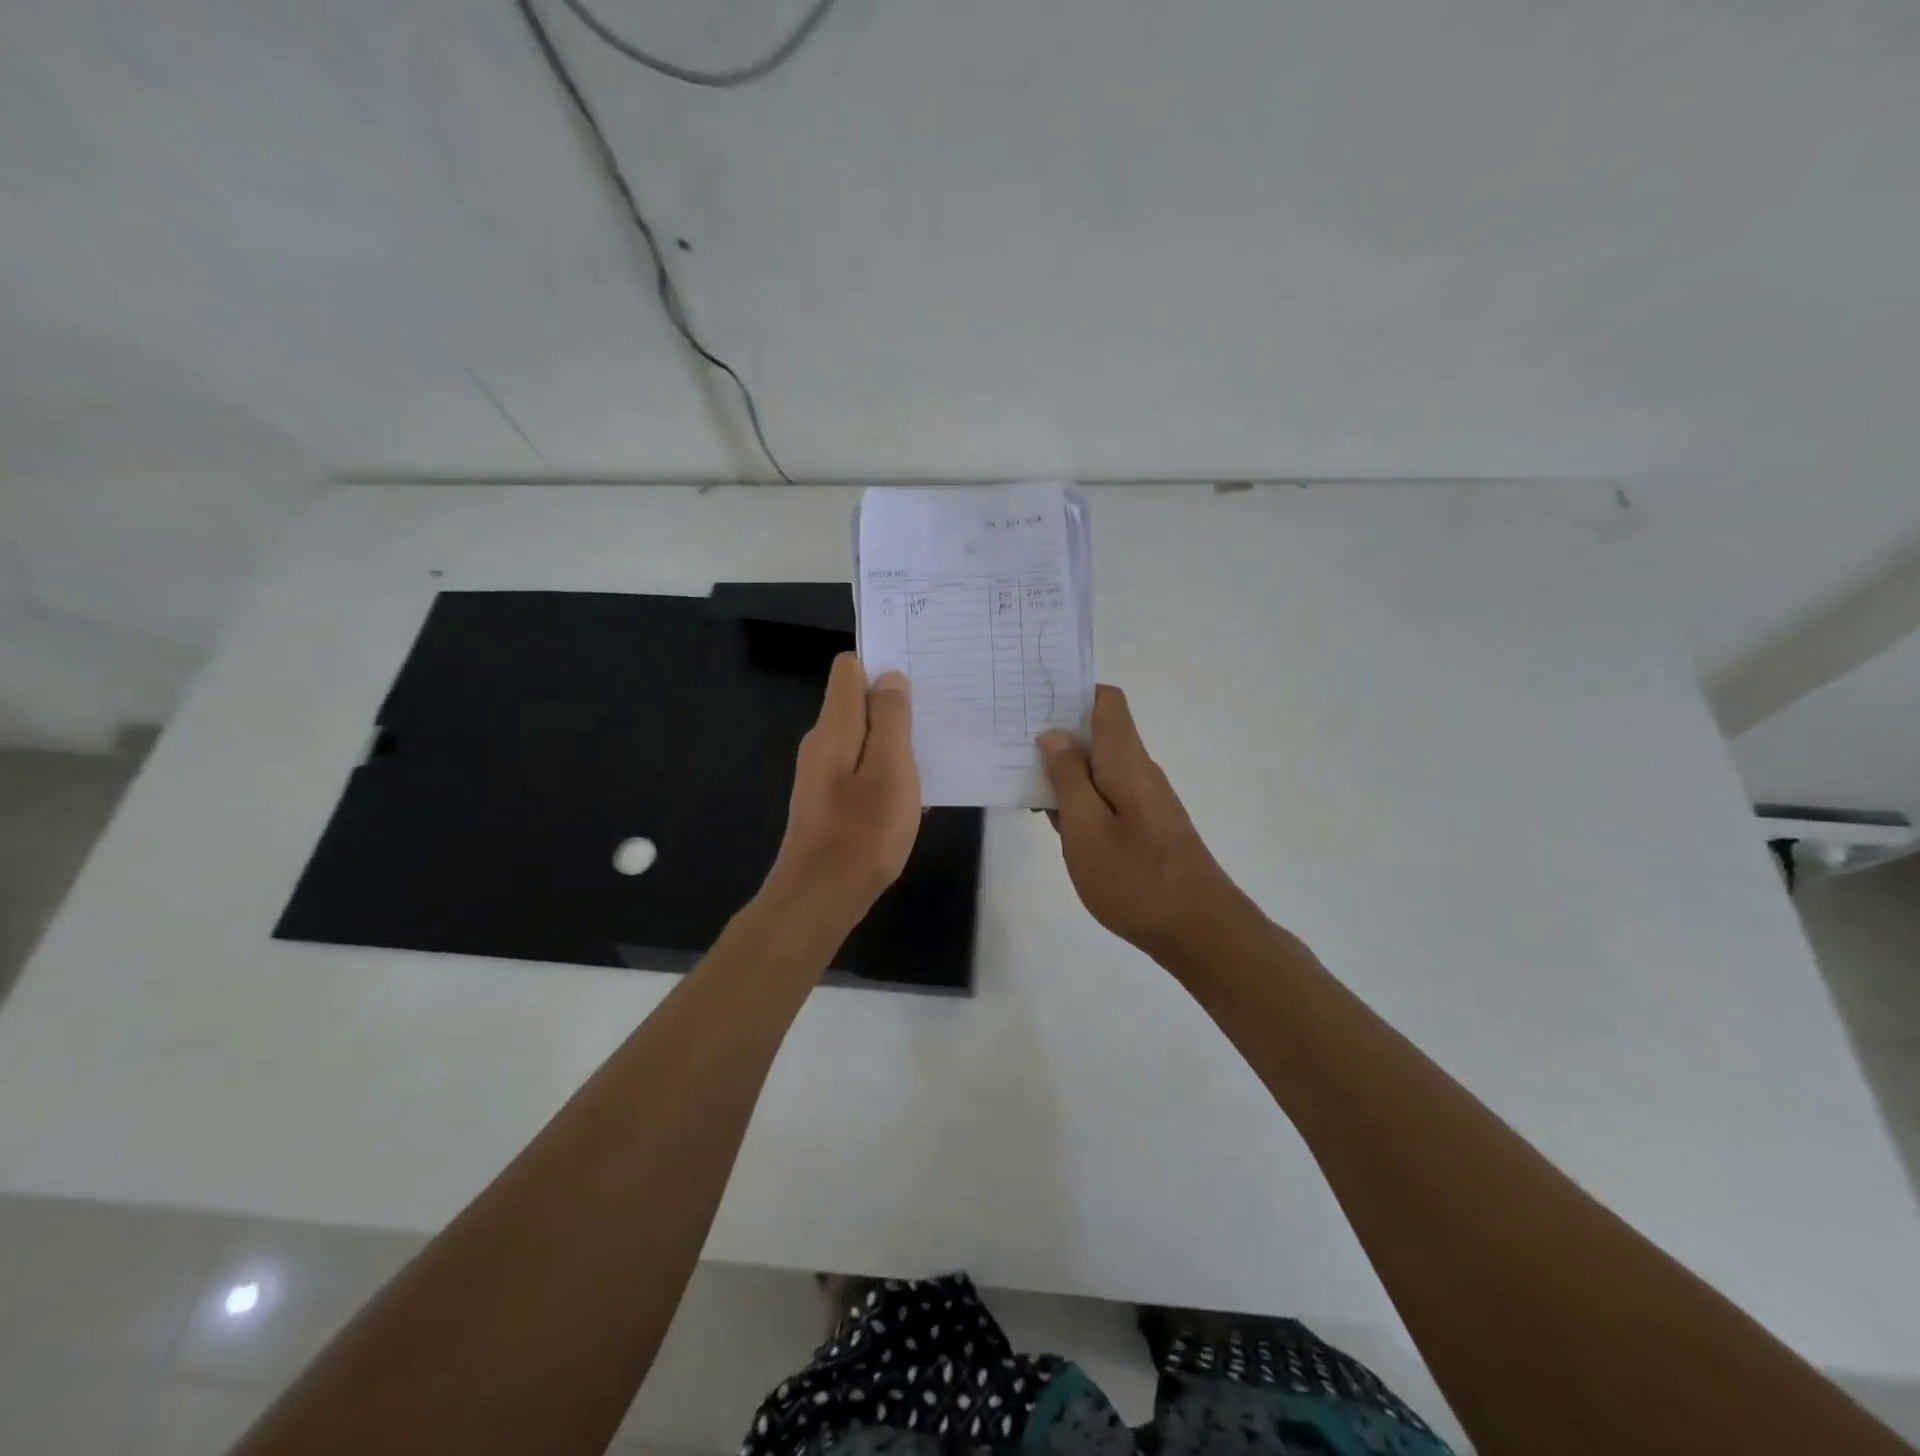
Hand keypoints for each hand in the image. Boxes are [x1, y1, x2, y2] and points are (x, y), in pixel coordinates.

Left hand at [767, 653, 920, 915]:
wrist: (820, 897)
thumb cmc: (863, 832)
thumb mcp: (890, 769)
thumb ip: (891, 719)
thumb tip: (890, 677)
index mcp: (834, 726)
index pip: (849, 669)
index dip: (882, 665)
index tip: (919, 675)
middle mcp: (822, 743)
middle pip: (857, 702)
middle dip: (895, 703)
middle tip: (938, 713)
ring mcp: (822, 774)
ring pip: (863, 738)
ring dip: (895, 740)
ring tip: (935, 750)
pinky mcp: (829, 801)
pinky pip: (861, 769)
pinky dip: (886, 771)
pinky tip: (914, 793)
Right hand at [1039, 685, 1248, 960]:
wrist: (1199, 930)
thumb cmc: (1135, 878)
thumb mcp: (1086, 828)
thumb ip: (1068, 778)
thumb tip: (1055, 734)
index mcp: (1125, 761)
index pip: (1107, 702)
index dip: (1072, 692)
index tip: (1033, 701)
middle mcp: (1140, 771)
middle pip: (1100, 733)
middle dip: (1059, 733)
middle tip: (1012, 743)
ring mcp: (1146, 801)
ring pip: (1100, 768)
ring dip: (1065, 770)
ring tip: (1021, 780)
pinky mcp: (1147, 827)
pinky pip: (1108, 796)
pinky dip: (1080, 798)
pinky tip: (1055, 820)